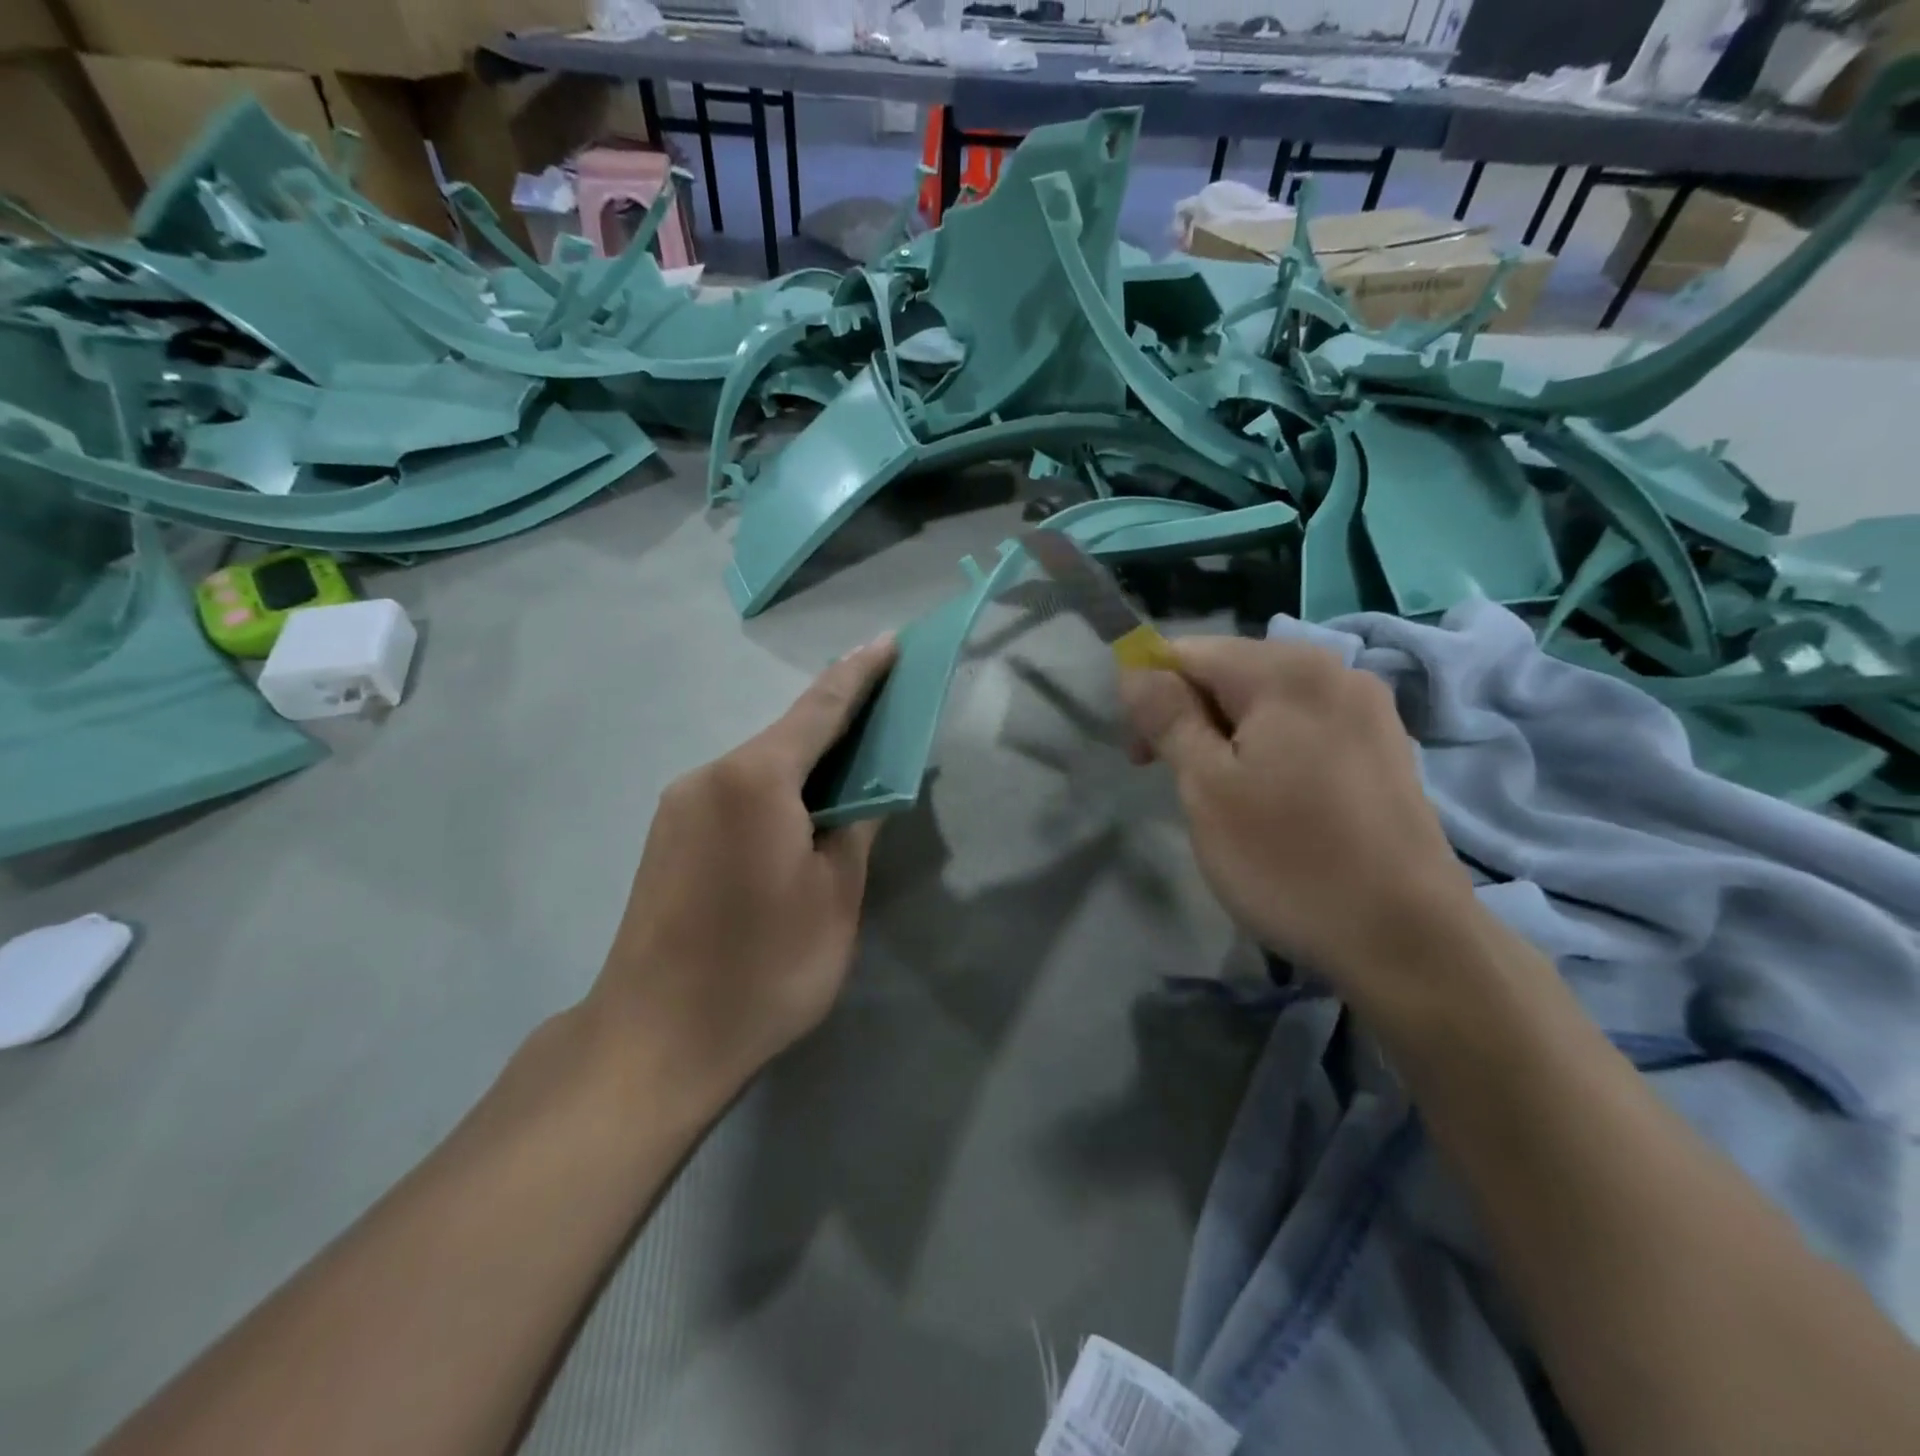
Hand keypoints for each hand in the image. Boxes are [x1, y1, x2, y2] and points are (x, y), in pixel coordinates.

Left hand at [585, 636, 897, 1106]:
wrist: (653, 1041)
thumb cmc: (762, 969)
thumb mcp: (835, 898)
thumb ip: (856, 828)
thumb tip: (865, 791)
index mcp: (756, 780)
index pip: (821, 709)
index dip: (861, 674)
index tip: (889, 641)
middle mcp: (709, 775)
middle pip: (786, 735)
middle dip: (837, 720)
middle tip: (884, 713)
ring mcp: (679, 805)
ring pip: (759, 766)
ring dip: (805, 762)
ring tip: (849, 774)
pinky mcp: (667, 835)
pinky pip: (735, 792)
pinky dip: (774, 790)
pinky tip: (797, 816)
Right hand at [1119, 636, 1475, 995]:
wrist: (1407, 940)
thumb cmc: (1289, 860)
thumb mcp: (1206, 787)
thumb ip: (1167, 717)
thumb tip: (1136, 669)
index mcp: (1287, 670)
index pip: (1189, 652)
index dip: (1150, 696)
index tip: (1143, 758)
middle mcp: (1335, 671)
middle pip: (1231, 673)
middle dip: (1191, 718)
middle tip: (1181, 785)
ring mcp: (1369, 710)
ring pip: (1267, 704)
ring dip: (1229, 739)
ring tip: (1229, 802)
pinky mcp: (1387, 749)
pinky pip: (1305, 729)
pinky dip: (1272, 752)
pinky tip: (1277, 805)